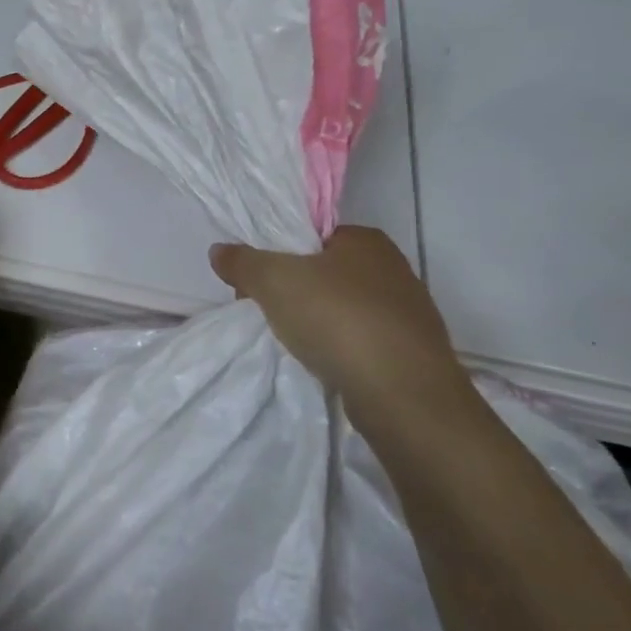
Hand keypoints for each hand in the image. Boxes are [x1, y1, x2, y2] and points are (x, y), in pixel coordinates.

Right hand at [209, 227, 469, 427]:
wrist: (403, 395)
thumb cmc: (338, 320)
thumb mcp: (274, 281)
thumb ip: (242, 262)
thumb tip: (219, 251)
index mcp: (366, 240)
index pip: (312, 236)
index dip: (278, 255)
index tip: (256, 282)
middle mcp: (393, 269)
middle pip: (326, 272)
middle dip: (294, 291)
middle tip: (267, 313)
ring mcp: (407, 313)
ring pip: (344, 309)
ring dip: (318, 322)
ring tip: (294, 342)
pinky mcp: (411, 352)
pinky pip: (362, 341)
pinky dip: (340, 348)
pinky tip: (324, 363)